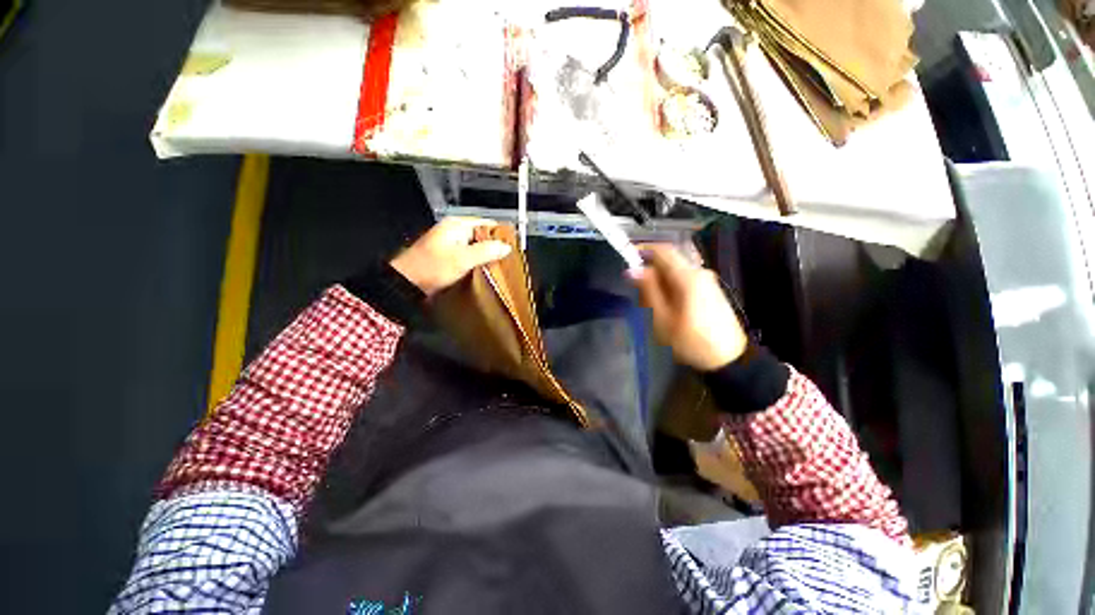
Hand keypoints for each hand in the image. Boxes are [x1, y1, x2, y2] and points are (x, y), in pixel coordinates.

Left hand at [390, 217, 512, 295]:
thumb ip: (486, 251)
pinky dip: (477, 261)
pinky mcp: (448, 255)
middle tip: (507, 259)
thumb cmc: (432, 268)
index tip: (512, 246)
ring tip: (499, 266)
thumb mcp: (463, 259)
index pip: (486, 223)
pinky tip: (484, 270)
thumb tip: (505, 247)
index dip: (500, 234)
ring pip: (476, 246)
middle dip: (495, 246)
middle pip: (482, 235)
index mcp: (457, 225)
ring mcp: (450, 243)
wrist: (406, 283)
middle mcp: (454, 231)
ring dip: (486, 255)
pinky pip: (469, 255)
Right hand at [629, 244, 747, 370]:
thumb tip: (633, 269)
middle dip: (650, 270)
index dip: (643, 249)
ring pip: (676, 270)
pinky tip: (667, 306)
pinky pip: (684, 279)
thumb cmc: (691, 341)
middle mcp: (700, 272)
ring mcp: (707, 280)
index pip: (663, 250)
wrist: (727, 359)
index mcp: (688, 277)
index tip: (627, 257)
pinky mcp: (710, 289)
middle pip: (669, 260)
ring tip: (651, 304)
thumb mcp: (662, 318)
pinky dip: (671, 286)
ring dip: (660, 280)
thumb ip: (648, 290)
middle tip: (638, 291)